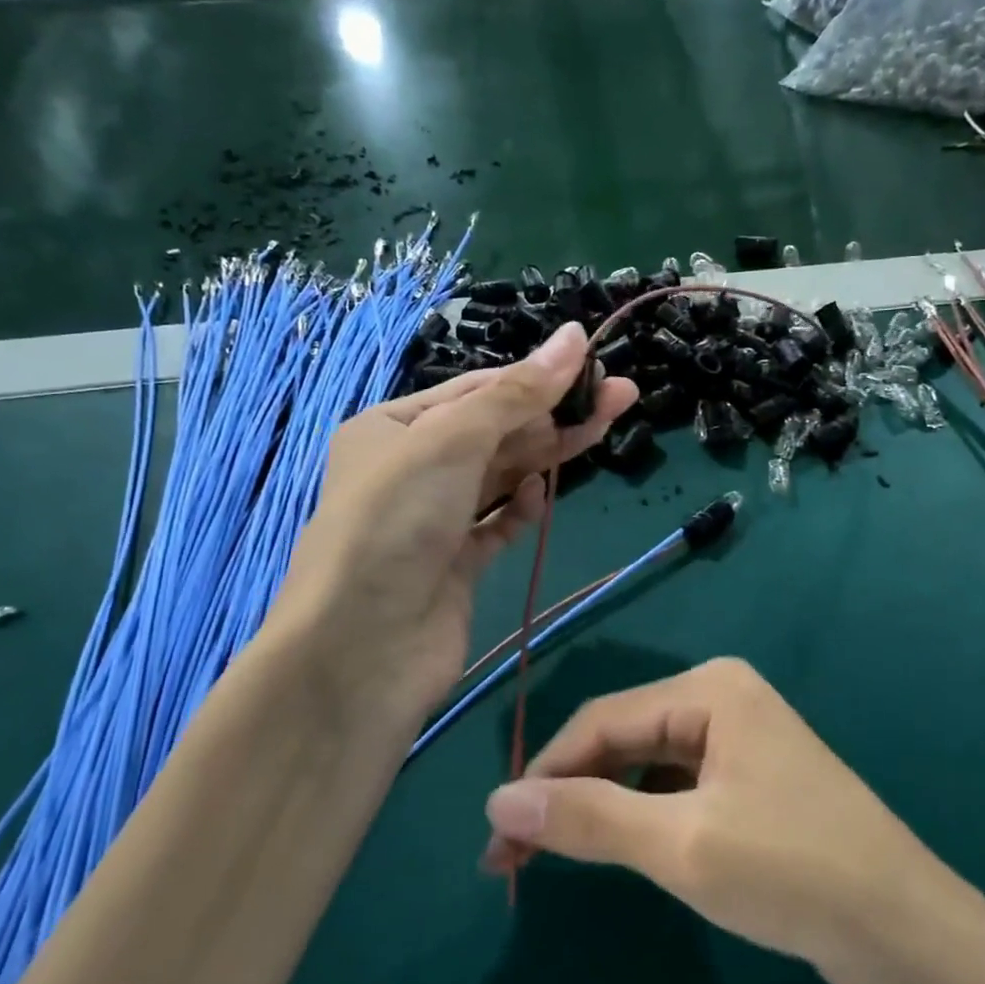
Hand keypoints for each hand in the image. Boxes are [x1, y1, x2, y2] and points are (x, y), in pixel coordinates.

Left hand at [256, 321, 636, 736]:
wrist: (362, 648)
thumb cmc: (396, 522)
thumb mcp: (453, 441)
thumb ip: (518, 393)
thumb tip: (573, 335)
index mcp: (393, 427)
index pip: (476, 391)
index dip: (535, 377)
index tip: (592, 367)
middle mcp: (411, 470)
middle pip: (496, 432)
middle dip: (555, 413)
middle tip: (622, 396)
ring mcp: (434, 521)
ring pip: (502, 476)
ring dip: (548, 455)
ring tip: (604, 428)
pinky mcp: (456, 566)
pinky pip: (497, 525)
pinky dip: (521, 508)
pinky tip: (541, 495)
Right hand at [480, 658, 956, 983]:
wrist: (903, 930)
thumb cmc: (790, 870)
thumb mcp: (680, 845)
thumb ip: (588, 817)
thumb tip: (498, 799)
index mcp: (710, 688)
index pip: (602, 720)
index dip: (544, 774)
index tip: (499, 836)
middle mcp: (723, 698)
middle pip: (623, 738)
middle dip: (569, 791)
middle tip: (514, 854)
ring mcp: (741, 739)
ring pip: (646, 764)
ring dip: (600, 806)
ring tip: (555, 854)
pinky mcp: (751, 781)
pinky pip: (676, 786)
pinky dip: (639, 815)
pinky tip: (622, 848)